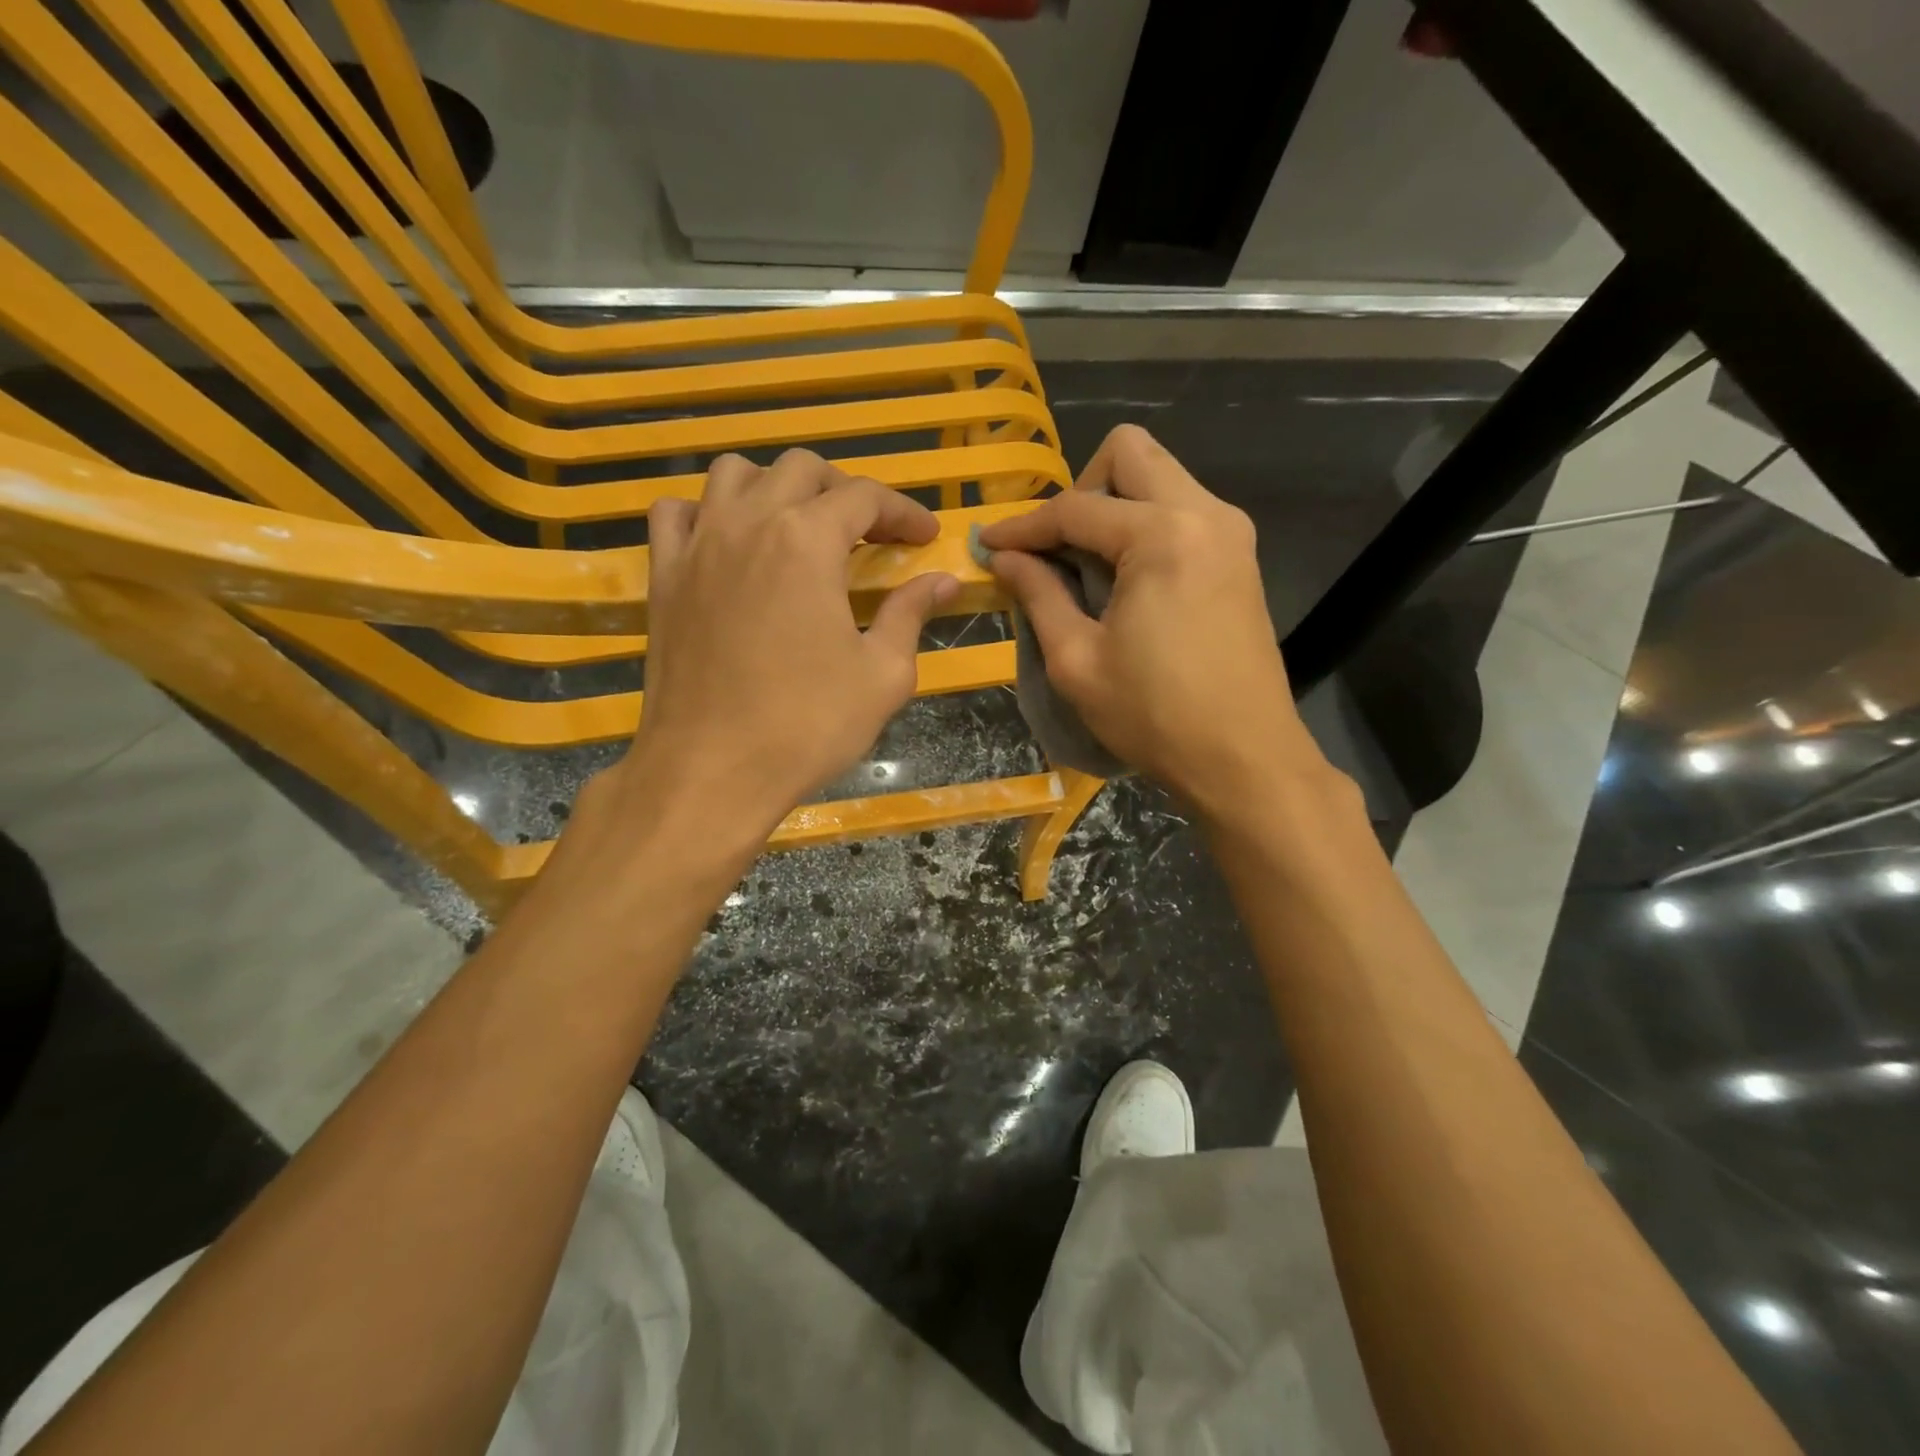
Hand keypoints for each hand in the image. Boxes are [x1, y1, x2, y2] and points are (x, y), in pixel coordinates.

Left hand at [603, 450, 958, 849]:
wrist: (712, 770)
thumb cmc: (807, 725)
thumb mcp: (882, 674)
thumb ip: (911, 614)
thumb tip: (943, 581)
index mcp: (808, 541)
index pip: (865, 496)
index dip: (904, 512)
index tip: (925, 539)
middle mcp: (749, 523)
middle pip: (801, 469)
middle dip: (845, 491)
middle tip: (871, 535)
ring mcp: (697, 545)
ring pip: (734, 475)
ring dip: (777, 488)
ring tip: (800, 527)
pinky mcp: (663, 576)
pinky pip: (676, 512)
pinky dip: (707, 512)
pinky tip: (728, 542)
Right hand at [977, 425, 1330, 818]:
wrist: (1244, 758)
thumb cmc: (1154, 716)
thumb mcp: (1077, 660)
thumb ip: (1038, 595)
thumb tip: (1003, 557)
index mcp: (1162, 535)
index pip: (1075, 508)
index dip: (1023, 527)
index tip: (988, 545)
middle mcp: (1204, 513)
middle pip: (1130, 452)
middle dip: (1080, 489)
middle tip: (1056, 547)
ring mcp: (1230, 531)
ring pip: (1160, 476)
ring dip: (1114, 504)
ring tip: (1085, 564)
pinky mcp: (1240, 556)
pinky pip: (1182, 509)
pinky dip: (1143, 525)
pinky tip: (1124, 577)